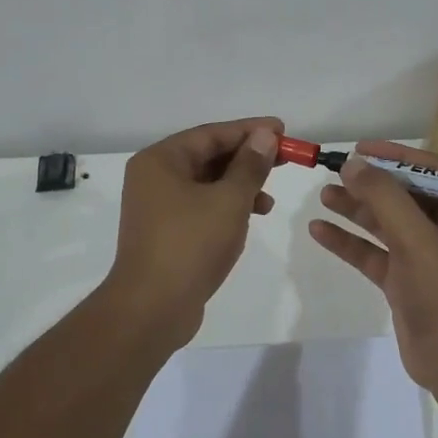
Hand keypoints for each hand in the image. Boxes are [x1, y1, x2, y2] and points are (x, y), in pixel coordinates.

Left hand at [106, 118, 282, 343]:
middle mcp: (154, 178)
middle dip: (247, 158)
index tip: (282, 129)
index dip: (249, 130)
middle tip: (284, 159)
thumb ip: (250, 166)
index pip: (211, 134)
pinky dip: (227, 207)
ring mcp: (158, 207)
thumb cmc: (191, 245)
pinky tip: (251, 217)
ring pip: (206, 184)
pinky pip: (201, 207)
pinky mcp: (166, 233)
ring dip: (240, 185)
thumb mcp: (229, 200)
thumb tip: (264, 136)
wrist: (152, 308)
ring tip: (269, 198)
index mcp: (160, 161)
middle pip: (207, 156)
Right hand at [308, 141, 437, 395]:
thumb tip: (353, 164)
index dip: (395, 156)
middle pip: (405, 196)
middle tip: (335, 171)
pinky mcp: (405, 280)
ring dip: (357, 210)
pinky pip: (374, 253)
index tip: (360, 148)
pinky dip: (350, 242)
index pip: (431, 171)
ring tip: (323, 195)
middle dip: (371, 184)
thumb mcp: (418, 240)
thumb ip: (385, 199)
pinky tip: (319, 231)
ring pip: (386, 224)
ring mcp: (426, 256)